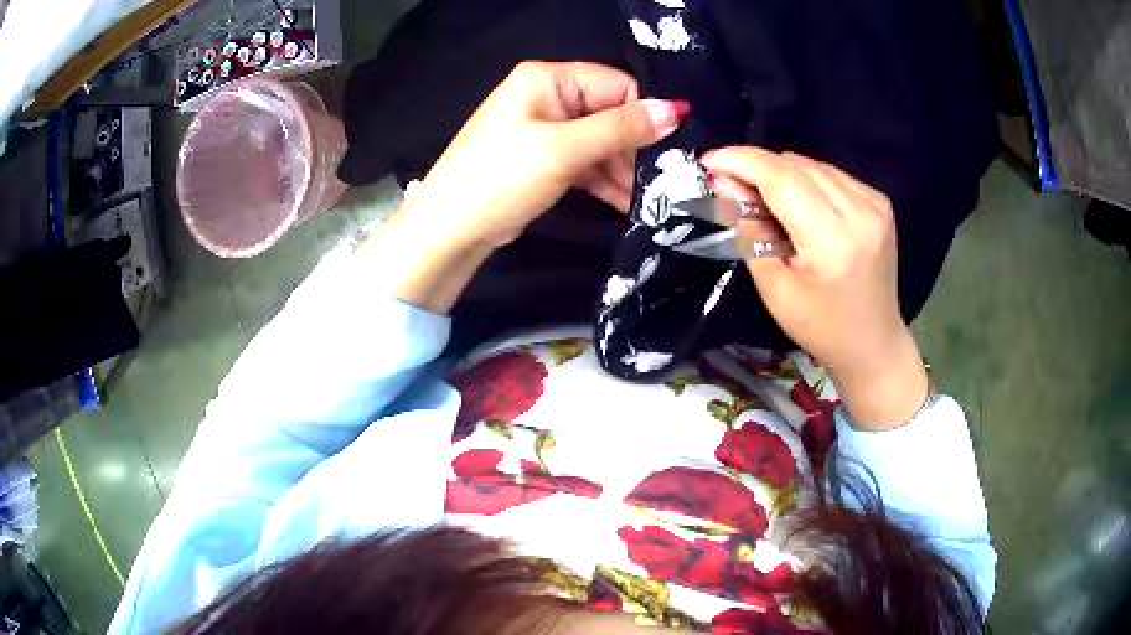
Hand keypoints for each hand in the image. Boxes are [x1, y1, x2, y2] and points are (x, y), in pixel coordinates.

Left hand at [363, 61, 683, 313]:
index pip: (615, 84)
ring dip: (624, 170)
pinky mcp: (545, 159)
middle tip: (662, 182)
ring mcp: (545, 129)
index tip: (668, 149)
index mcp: (548, 79)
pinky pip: (586, 162)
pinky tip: (627, 203)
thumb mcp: (564, 149)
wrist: (450, 229)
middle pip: (611, 114)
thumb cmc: (502, 177)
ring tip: (649, 200)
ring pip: (601, 142)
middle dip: (635, 148)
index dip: (643, 114)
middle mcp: (548, 97)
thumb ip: (621, 129)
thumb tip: (677, 109)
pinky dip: (605, 180)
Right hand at [701, 148, 928, 428]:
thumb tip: (724, 184)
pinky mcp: (879, 201)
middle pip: (796, 165)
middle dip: (758, 169)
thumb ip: (748, 231)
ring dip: (782, 175)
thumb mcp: (775, 289)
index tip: (709, 161)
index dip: (741, 162)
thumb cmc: (821, 327)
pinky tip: (802, 207)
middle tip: (733, 189)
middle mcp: (860, 211)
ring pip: (812, 165)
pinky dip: (807, 181)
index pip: (781, 178)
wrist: (874, 342)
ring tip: (768, 203)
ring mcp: (874, 203)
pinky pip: (831, 174)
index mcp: (833, 240)